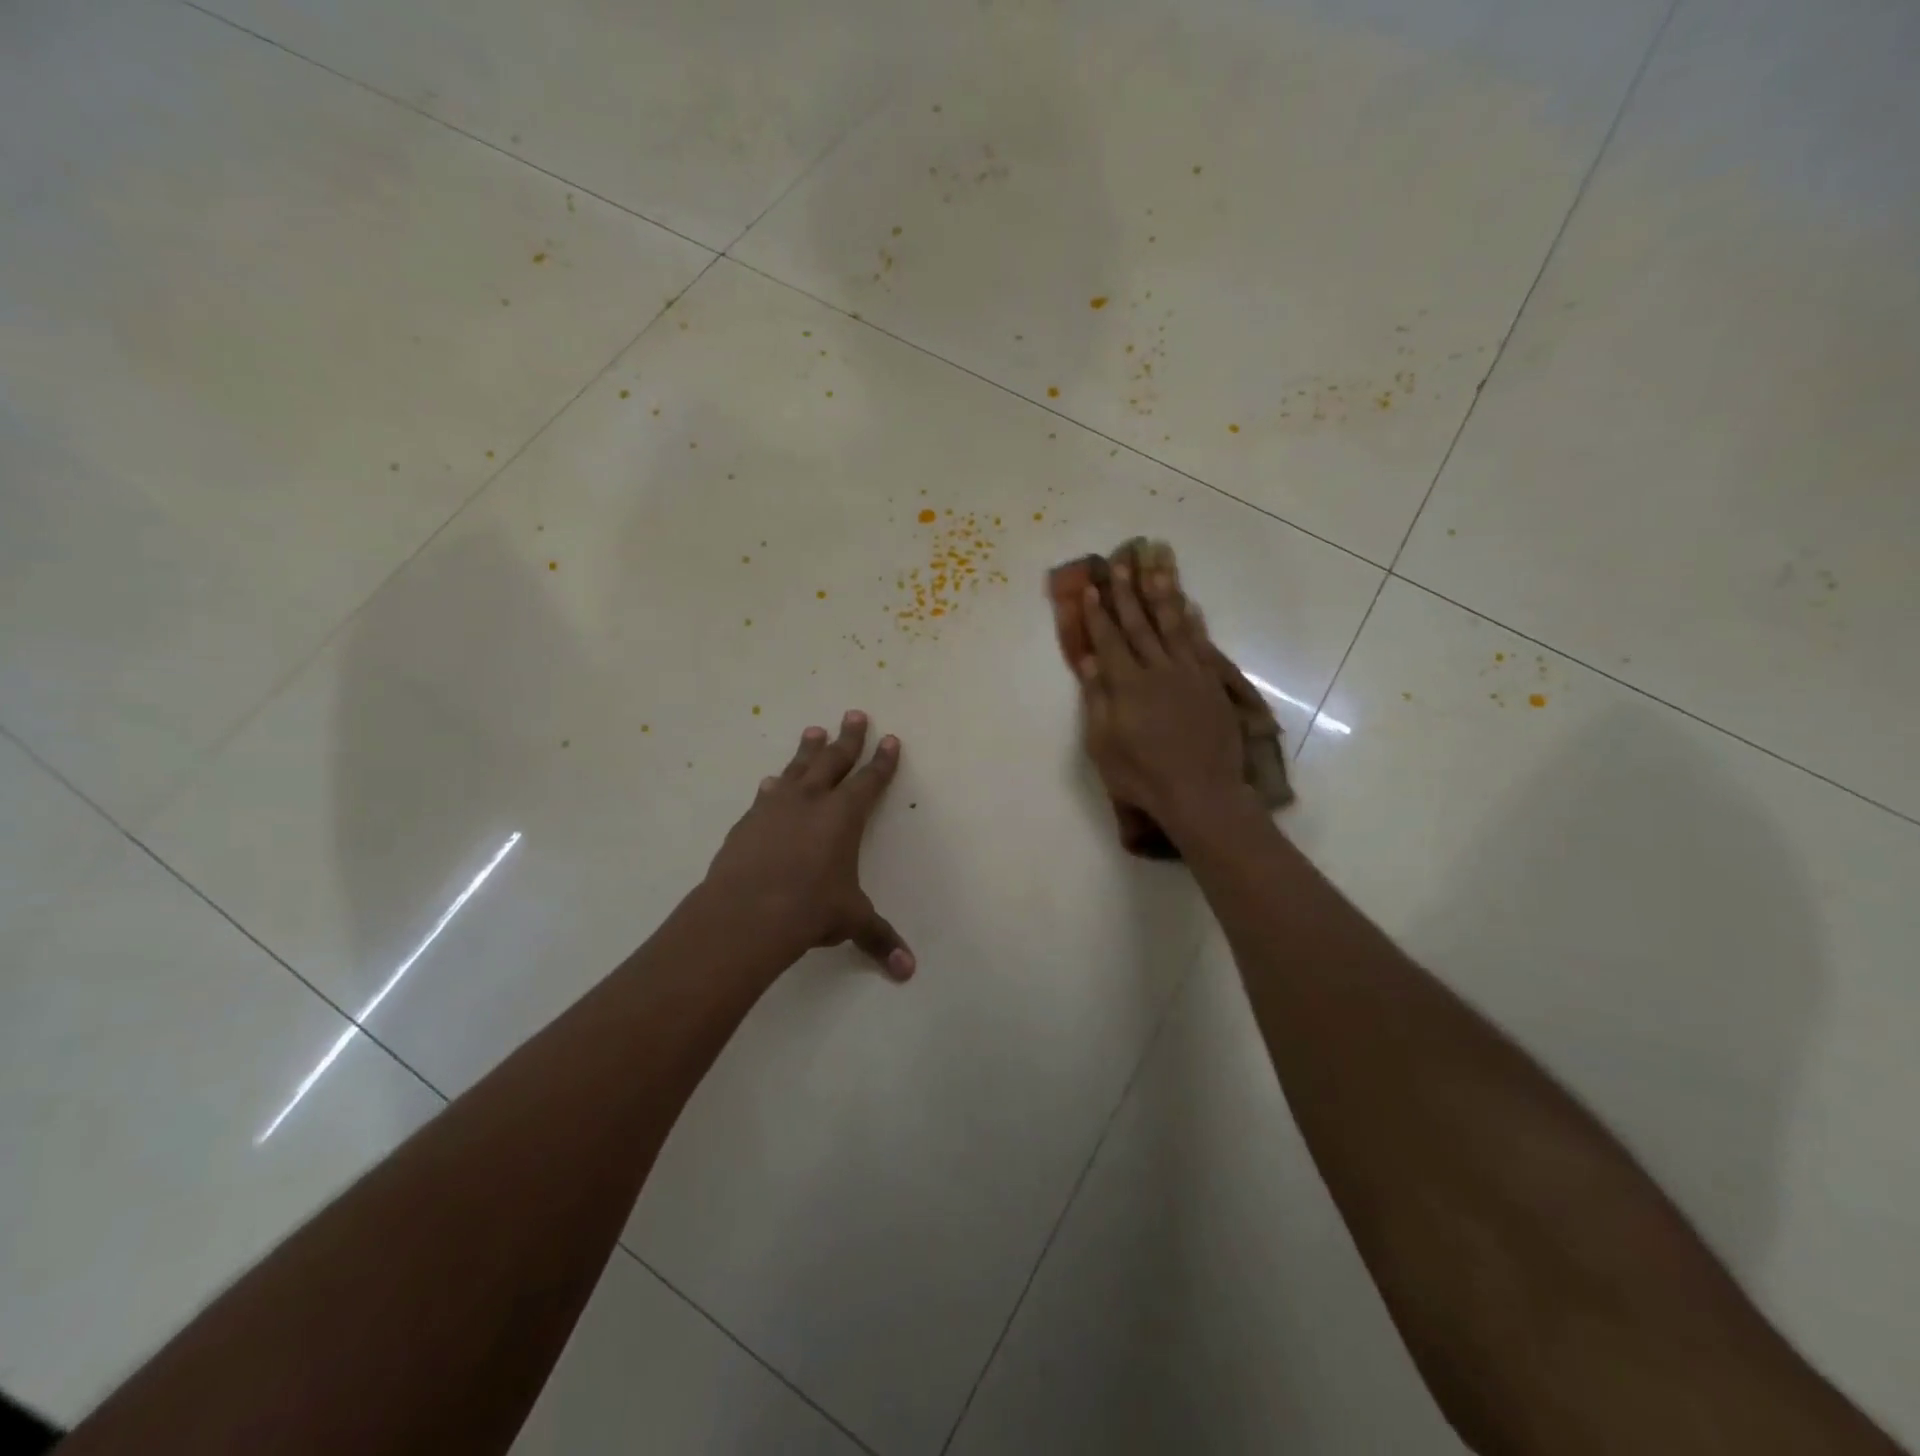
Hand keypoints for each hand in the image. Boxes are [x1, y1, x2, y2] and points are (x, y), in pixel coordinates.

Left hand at [702, 711, 914, 980]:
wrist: (745, 913)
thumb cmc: (809, 910)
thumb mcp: (851, 921)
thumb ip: (879, 939)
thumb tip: (908, 972)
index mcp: (844, 816)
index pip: (869, 781)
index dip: (882, 761)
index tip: (890, 739)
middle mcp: (811, 802)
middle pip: (834, 760)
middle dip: (848, 738)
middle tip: (854, 714)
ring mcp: (776, 808)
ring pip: (797, 768)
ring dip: (808, 750)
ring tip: (813, 731)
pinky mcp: (748, 822)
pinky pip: (765, 795)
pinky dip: (773, 786)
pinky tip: (770, 782)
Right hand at [1072, 564, 1249, 840]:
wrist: (1200, 792)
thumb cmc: (1142, 775)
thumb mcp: (1104, 744)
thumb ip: (1097, 698)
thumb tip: (1088, 660)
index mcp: (1127, 684)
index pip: (1109, 640)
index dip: (1099, 612)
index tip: (1091, 585)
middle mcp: (1158, 670)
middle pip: (1140, 623)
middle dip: (1127, 591)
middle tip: (1120, 559)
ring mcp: (1189, 674)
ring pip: (1174, 624)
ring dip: (1163, 592)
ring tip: (1156, 564)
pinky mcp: (1211, 684)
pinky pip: (1201, 644)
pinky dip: (1194, 622)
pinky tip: (1189, 604)